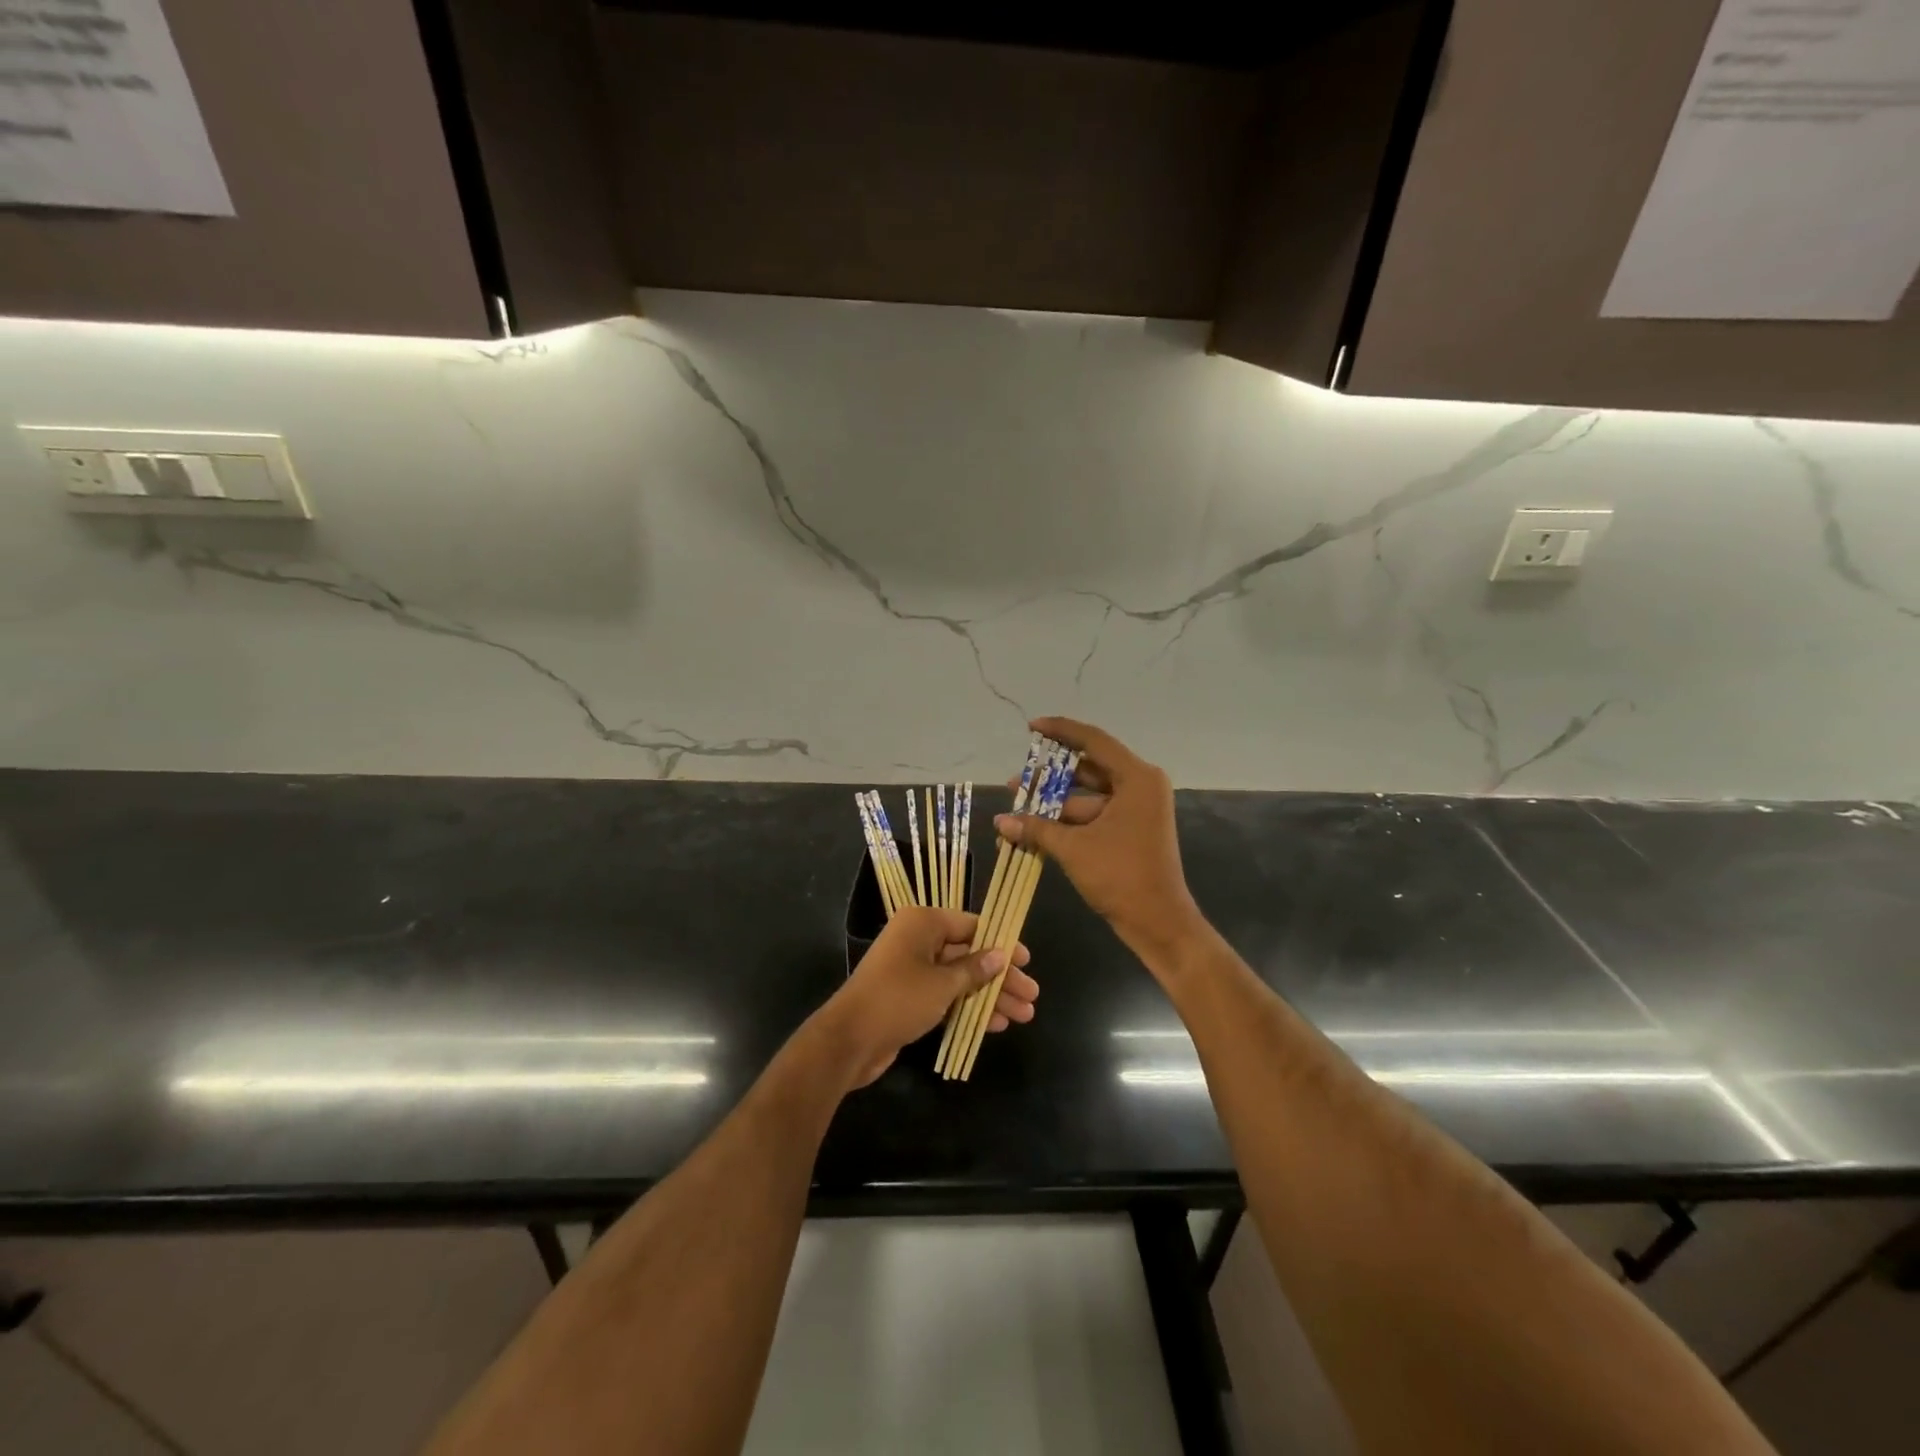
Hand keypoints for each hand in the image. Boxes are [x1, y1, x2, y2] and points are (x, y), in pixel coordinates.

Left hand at [817, 906, 1036, 1087]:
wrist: (850, 1040)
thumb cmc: (899, 999)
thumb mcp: (943, 983)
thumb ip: (975, 969)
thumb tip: (1001, 955)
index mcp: (923, 923)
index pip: (972, 925)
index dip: (1001, 943)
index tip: (1027, 961)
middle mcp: (918, 940)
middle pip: (969, 954)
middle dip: (1001, 977)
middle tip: (1031, 996)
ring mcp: (912, 969)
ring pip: (960, 978)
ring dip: (990, 996)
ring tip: (1023, 1016)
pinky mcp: (909, 997)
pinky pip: (947, 996)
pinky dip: (969, 1007)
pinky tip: (994, 1025)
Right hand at [995, 716, 1202, 963]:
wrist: (1158, 923)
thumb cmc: (1120, 876)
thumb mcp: (1073, 848)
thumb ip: (1036, 828)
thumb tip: (1000, 821)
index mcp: (1137, 778)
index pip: (1094, 741)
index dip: (1060, 731)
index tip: (1032, 727)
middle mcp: (1140, 786)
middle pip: (1089, 768)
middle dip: (1051, 776)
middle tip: (1018, 779)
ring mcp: (1137, 809)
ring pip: (1089, 795)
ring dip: (1055, 802)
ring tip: (1017, 806)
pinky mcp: (1131, 829)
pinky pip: (1095, 814)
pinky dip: (1068, 820)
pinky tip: (1036, 827)